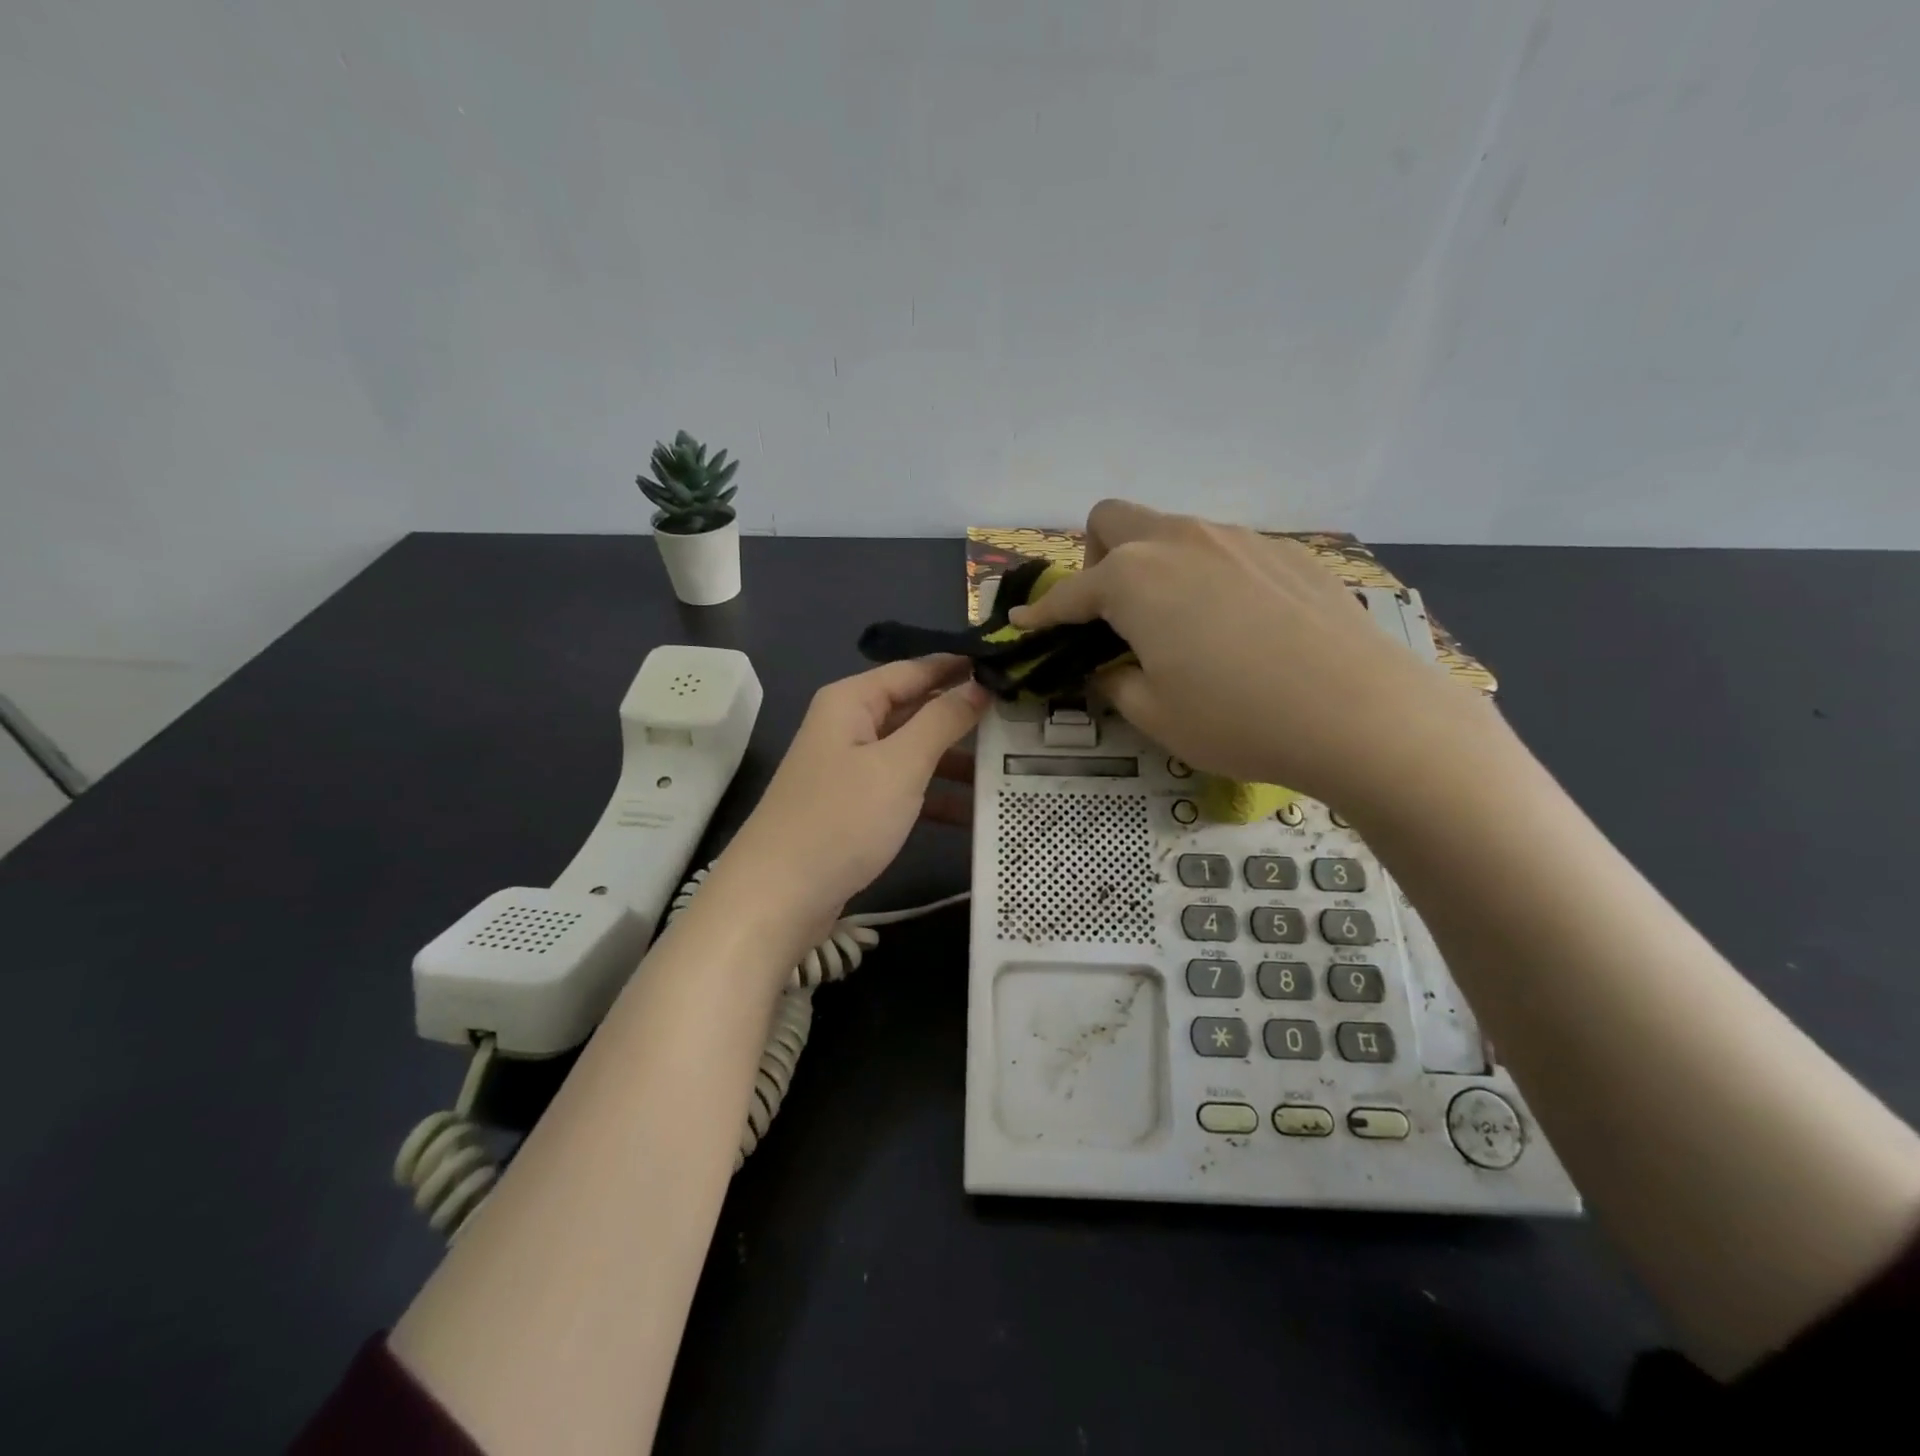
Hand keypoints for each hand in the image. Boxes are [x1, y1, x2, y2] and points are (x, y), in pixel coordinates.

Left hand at [711, 657, 986, 940]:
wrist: (779, 897)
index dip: (963, 667)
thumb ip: (943, 721)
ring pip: (915, 752)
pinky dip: (937, 797)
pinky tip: (977, 813)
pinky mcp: (856, 806)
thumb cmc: (841, 819)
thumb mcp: (900, 765)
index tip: (1014, 667)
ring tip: (1012, 768)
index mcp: (853, 700)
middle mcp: (851, 726)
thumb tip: (980, 685)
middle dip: (965, 716)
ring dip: (957, 761)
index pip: (917, 668)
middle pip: (917, 709)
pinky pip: (905, 788)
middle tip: (1023, 721)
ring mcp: (852, 768)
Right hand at [1009, 500, 1496, 810]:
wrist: (1361, 713)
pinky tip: (1237, 626)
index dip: (1042, 614)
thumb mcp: (1155, 714)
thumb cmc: (1238, 718)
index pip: (1069, 593)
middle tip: (1111, 613)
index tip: (1024, 627)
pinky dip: (1206, 576)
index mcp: (1134, 579)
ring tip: (1177, 623)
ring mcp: (1238, 539)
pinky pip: (1224, 549)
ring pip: (1172, 529)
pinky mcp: (1286, 553)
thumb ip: (1115, 682)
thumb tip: (1107, 668)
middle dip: (1096, 558)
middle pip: (1113, 519)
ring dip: (1153, 565)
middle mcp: (1180, 541)